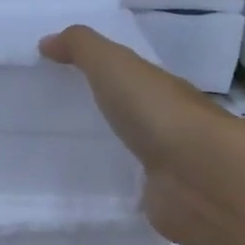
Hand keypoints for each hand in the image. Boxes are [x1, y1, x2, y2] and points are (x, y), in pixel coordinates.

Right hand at [40, 25, 232, 244]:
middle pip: (132, 118)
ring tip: (63, 161)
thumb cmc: (158, 112)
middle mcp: (168, 126)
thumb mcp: (114, 66)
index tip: (63, 81)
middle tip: (56, 123)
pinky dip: (115, 191)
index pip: (132, 80)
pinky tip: (88, 195)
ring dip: (110, 156)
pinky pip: (131, 192)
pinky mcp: (159, 203)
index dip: (103, 76)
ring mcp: (167, 168)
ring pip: (132, 157)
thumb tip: (46, 41)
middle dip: (104, 117)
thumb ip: (82, 49)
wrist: (198, 177)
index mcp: (161, 91)